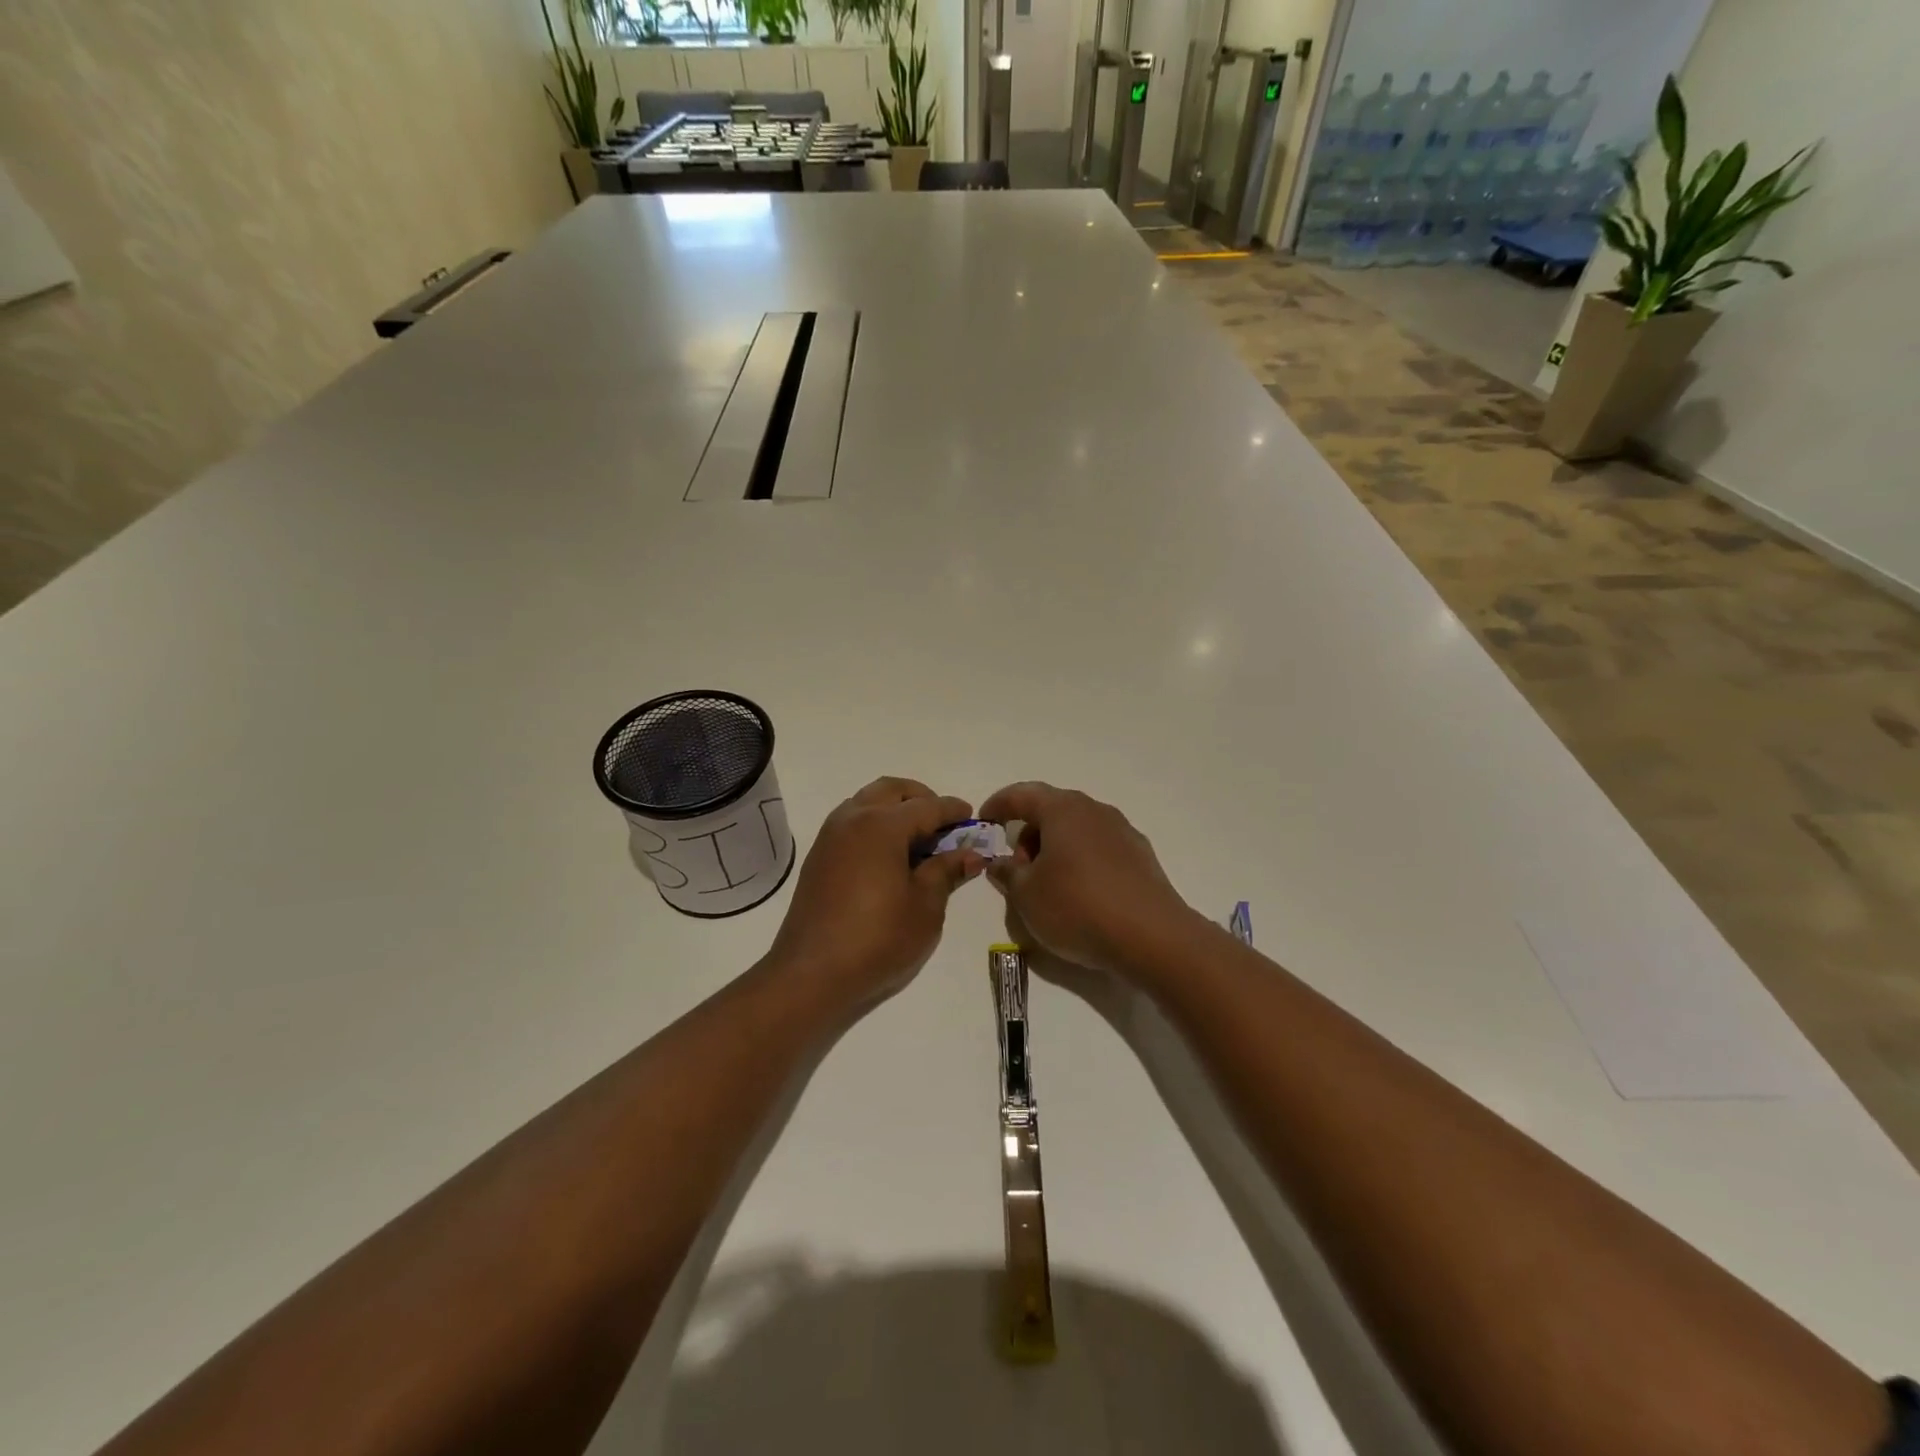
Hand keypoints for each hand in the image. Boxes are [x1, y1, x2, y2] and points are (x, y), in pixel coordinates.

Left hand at [768, 777, 986, 1018]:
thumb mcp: (925, 907)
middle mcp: (853, 818)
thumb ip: (946, 871)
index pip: (927, 806)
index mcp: (882, 825)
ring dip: (895, 808)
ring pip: (868, 801)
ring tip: (918, 840)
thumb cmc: (878, 939)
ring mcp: (830, 835)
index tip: (973, 817)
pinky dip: (875, 824)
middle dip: (921, 798)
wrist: (811, 973)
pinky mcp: (819, 855)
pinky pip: (852, 822)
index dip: (953, 810)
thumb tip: (971, 854)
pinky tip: (890, 855)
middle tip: (944, 824)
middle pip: (893, 790)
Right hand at [979, 781, 1198, 978]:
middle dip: (1028, 833)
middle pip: (1052, 810)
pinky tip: (1079, 894)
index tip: (984, 820)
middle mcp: (1095, 811)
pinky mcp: (1141, 857)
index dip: (998, 805)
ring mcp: (1122, 832)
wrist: (1152, 937)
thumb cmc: (1077, 907)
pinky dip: (1080, 861)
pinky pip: (1098, 849)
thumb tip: (999, 862)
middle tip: (1016, 867)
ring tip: (1046, 886)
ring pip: (1077, 830)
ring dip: (1055, 849)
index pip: (1022, 794)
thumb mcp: (1026, 895)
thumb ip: (1007, 873)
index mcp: (1063, 809)